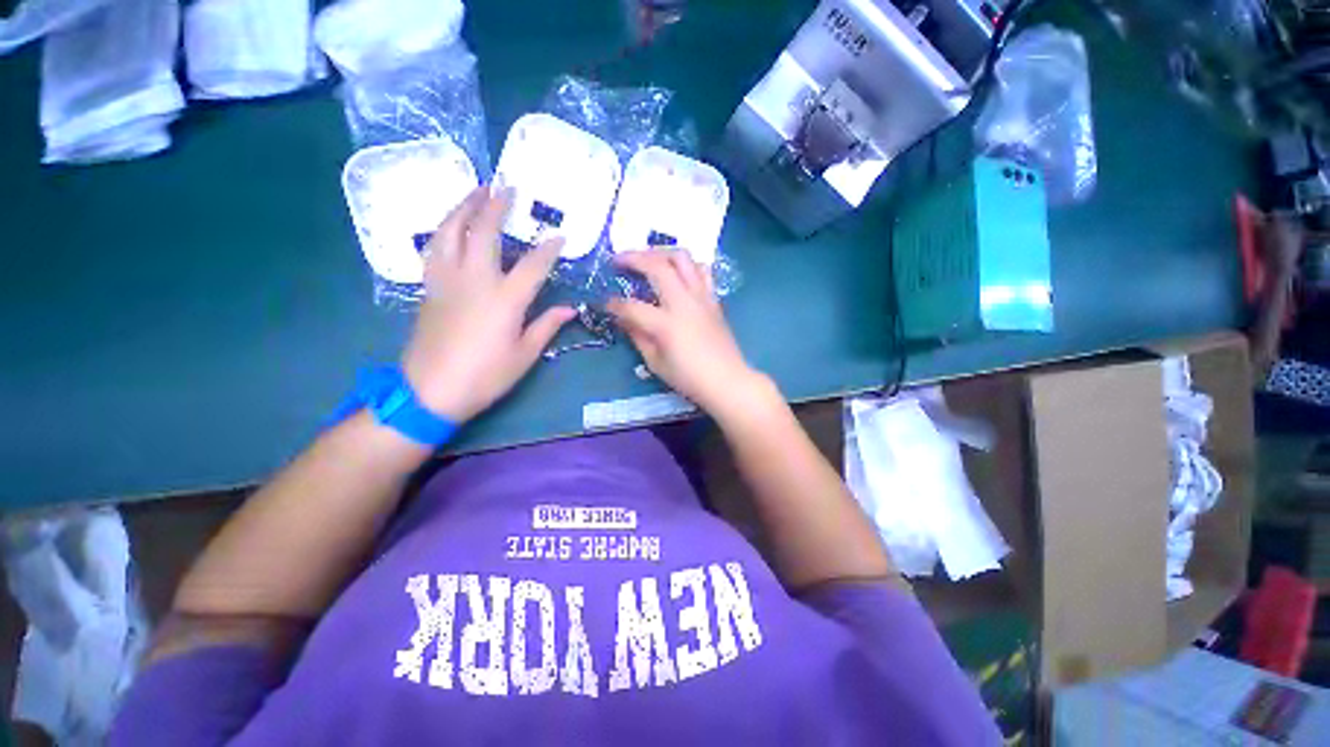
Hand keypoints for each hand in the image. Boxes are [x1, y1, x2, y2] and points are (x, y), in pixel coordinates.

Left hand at [402, 186, 575, 422]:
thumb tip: (569, 309)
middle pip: (484, 232)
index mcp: (505, 299)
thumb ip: (547, 326)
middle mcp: (475, 280)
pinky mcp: (429, 286)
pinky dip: (444, 229)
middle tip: (507, 187)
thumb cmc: (485, 375)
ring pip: (451, 231)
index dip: (549, 248)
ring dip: (464, 207)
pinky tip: (451, 224)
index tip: (559, 236)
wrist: (430, 390)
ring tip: (475, 191)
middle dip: (496, 206)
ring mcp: (447, 280)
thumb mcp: (525, 355)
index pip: (533, 264)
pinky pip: (435, 247)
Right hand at [606, 251, 764, 414]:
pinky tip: (677, 273)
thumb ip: (638, 337)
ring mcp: (701, 297)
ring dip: (662, 253)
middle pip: (657, 266)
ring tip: (649, 259)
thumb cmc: (689, 377)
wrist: (727, 380)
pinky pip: (701, 271)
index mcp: (666, 323)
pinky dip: (686, 265)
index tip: (604, 303)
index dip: (614, 304)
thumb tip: (624, 319)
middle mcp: (683, 302)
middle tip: (618, 260)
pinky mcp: (713, 299)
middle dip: (633, 258)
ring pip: (683, 258)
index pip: (632, 306)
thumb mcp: (656, 363)